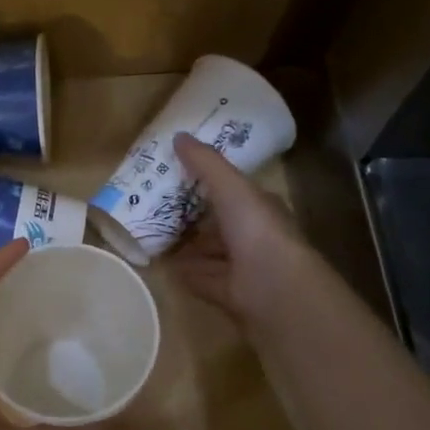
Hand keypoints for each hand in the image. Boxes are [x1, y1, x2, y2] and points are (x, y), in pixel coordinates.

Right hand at [168, 133, 310, 325]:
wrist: (274, 287)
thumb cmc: (256, 228)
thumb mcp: (230, 186)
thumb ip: (205, 162)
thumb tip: (178, 135)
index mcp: (260, 207)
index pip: (235, 192)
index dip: (211, 184)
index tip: (180, 177)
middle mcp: (254, 236)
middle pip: (221, 224)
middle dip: (196, 218)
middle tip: (158, 208)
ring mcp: (244, 267)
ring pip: (212, 253)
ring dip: (190, 248)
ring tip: (156, 238)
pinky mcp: (231, 293)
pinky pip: (203, 279)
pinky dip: (187, 273)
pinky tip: (165, 268)